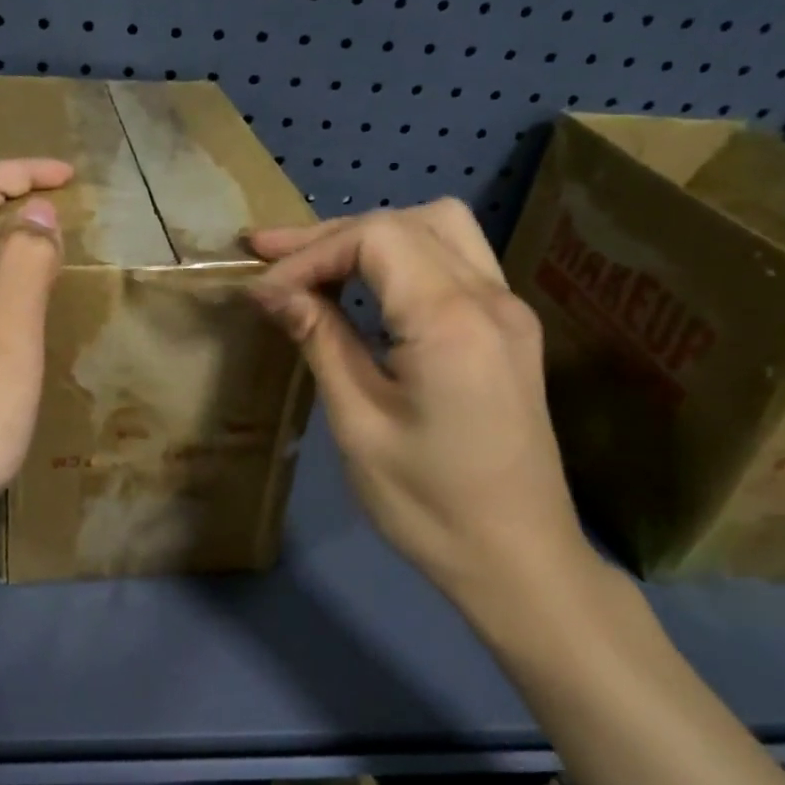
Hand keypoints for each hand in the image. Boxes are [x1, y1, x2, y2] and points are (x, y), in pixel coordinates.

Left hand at [0, 159, 72, 557]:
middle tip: (69, 214)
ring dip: (11, 239)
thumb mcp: (7, 335)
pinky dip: (6, 278)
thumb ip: (24, 267)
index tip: (71, 180)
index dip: (23, 171)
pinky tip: (25, 311)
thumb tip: (39, 211)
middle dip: (17, 197)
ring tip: (55, 255)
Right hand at [248, 200, 600, 624]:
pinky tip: (367, 289)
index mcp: (452, 321)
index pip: (374, 239)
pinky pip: (455, 260)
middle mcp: (490, 299)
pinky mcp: (510, 330)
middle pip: (405, 221)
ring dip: (372, 236)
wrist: (520, 562)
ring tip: (316, 263)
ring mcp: (509, 310)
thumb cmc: (429, 504)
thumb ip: (320, 340)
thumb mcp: (358, 423)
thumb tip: (273, 291)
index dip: (309, 254)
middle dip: (331, 235)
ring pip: (439, 227)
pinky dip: (403, 257)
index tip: (265, 293)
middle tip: (270, 254)